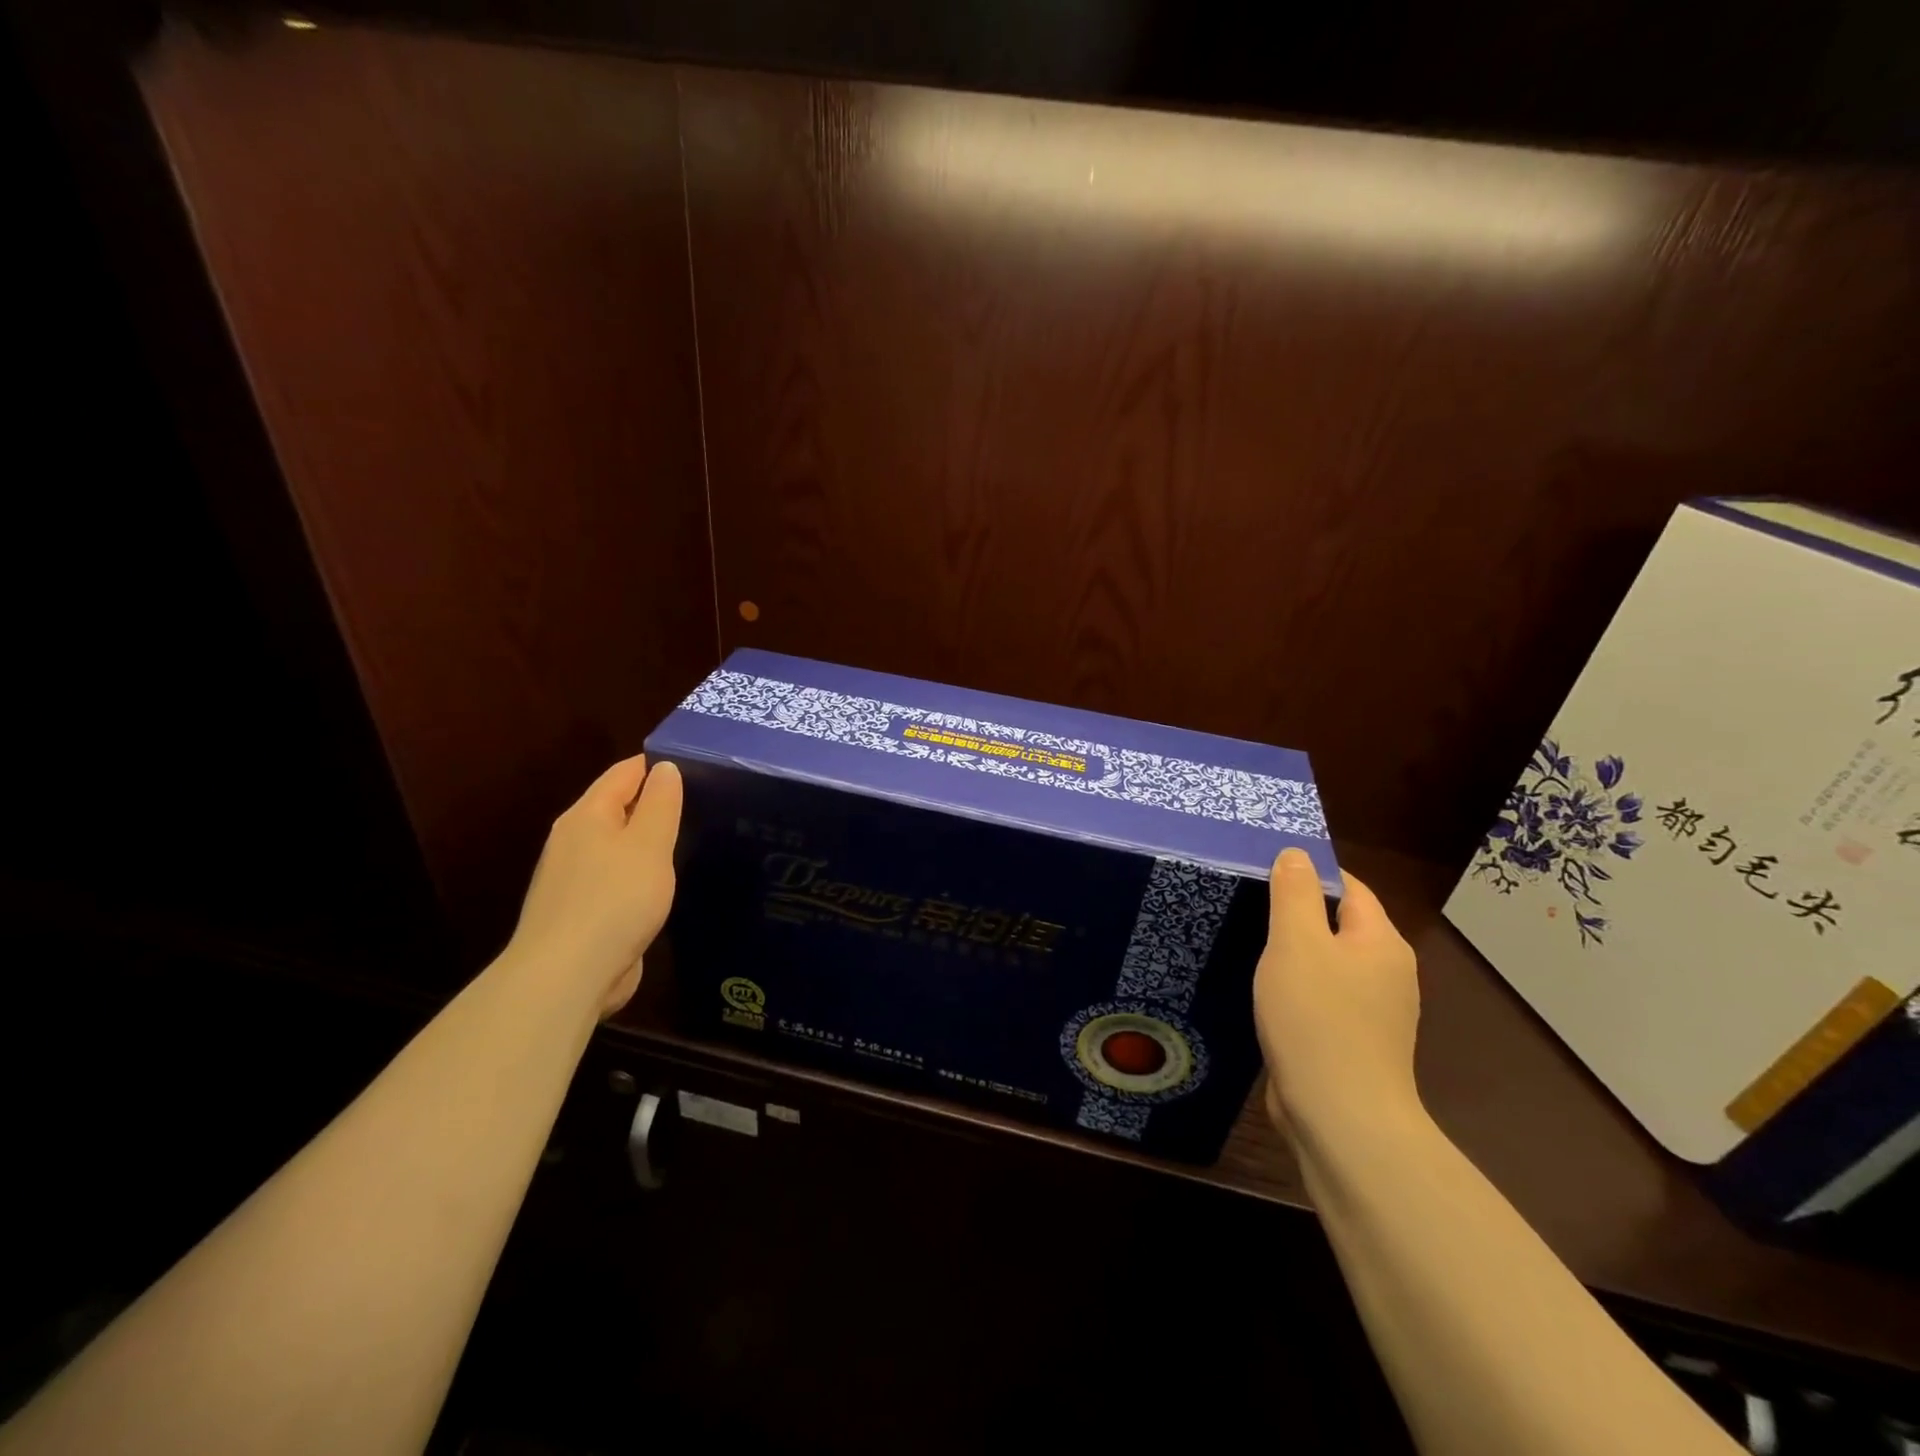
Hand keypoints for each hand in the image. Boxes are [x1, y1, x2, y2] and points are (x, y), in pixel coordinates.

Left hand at [502, 754, 682, 1016]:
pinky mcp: (582, 913)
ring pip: (617, 846)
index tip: (697, 763)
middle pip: (618, 808)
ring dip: (647, 842)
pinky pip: (617, 879)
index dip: (656, 764)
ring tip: (691, 839)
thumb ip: (660, 804)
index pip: (624, 773)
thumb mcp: (649, 845)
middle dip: (654, 802)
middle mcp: (574, 841)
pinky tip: (663, 884)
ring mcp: (574, 879)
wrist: (567, 976)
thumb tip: (664, 767)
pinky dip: (640, 874)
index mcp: (587, 816)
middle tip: (703, 801)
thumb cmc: (614, 899)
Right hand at [1253, 848, 1422, 1147]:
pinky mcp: (1354, 1044)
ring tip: (1249, 949)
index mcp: (1381, 943)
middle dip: (1296, 915)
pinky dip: (1297, 992)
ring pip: (1329, 966)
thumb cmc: (1317, 1018)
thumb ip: (1295, 893)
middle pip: (1339, 926)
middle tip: (1247, 908)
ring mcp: (1374, 1014)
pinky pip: (1323, 1000)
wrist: (1340, 1117)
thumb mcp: (1296, 942)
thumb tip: (1297, 854)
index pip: (1349, 888)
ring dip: (1294, 957)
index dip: (1309, 874)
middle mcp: (1388, 974)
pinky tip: (1266, 998)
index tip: (1263, 872)